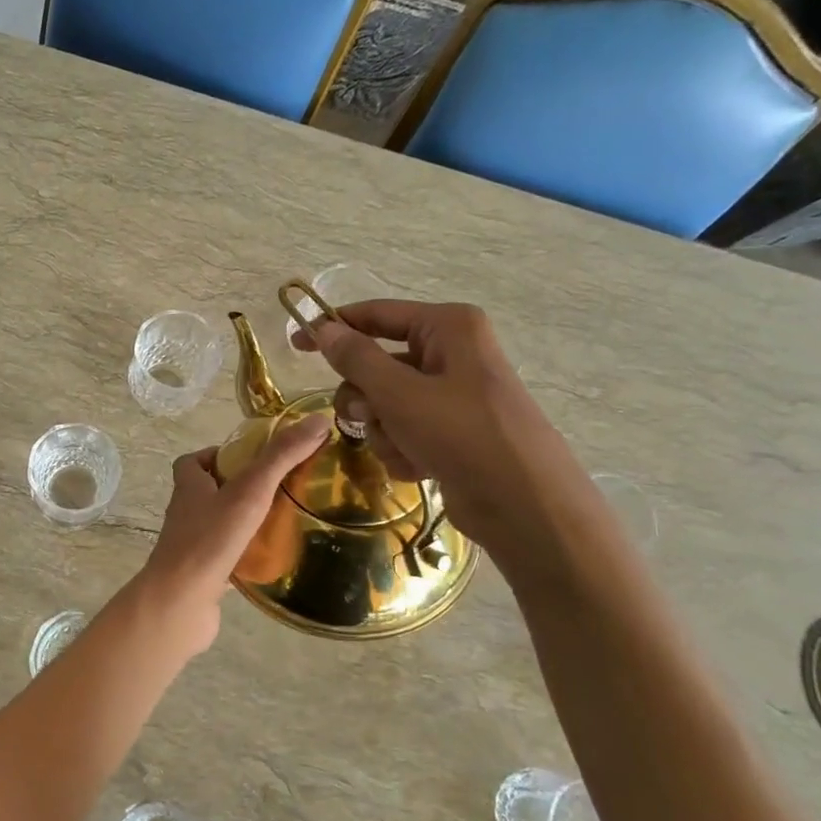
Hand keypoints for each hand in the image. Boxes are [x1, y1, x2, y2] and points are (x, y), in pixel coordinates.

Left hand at [132, 416, 330, 651]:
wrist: (179, 603)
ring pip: (218, 526)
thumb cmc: (209, 540)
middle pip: (208, 492)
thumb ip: (280, 457)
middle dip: (239, 488)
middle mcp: (185, 513)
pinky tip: (272, 559)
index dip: (218, 455)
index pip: (194, 461)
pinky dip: (245, 556)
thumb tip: (317, 420)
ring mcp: (191, 546)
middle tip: (278, 488)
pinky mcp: (201, 575)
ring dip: (243, 522)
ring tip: (282, 520)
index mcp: (189, 486)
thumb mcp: (249, 490)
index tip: (252, 458)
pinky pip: (225, 558)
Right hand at [291, 300, 589, 559]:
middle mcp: (452, 353)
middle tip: (365, 417)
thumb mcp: (400, 393)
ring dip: (384, 430)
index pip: (376, 314)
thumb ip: (356, 358)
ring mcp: (453, 394)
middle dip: (366, 397)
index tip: (295, 344)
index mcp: (448, 328)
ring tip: (404, 449)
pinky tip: (420, 467)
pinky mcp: (452, 431)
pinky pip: (405, 429)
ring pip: (386, 402)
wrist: (525, 506)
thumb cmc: (462, 435)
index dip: (334, 327)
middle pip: (378, 364)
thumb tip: (324, 329)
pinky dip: (403, 449)